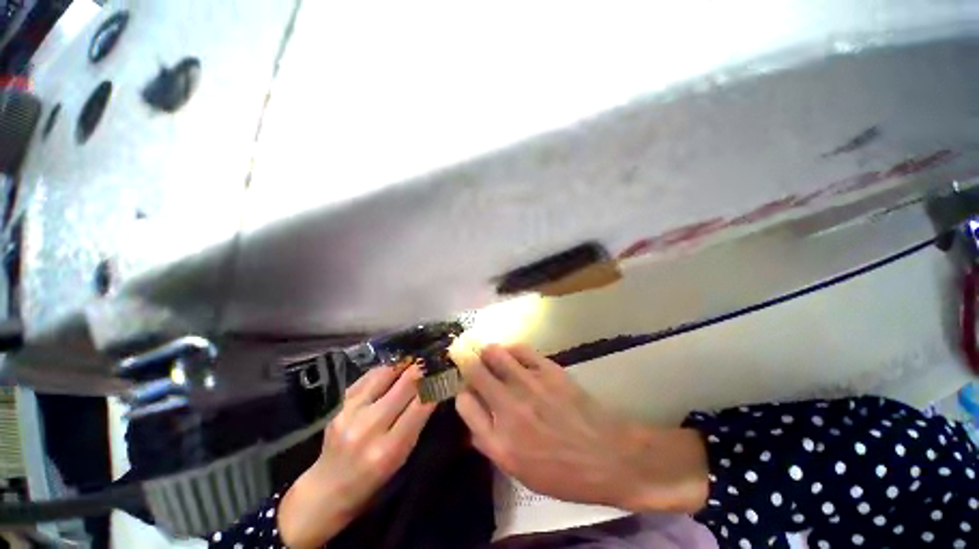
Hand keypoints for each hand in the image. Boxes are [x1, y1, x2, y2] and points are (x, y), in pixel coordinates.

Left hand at [279, 365, 435, 547]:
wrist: (327, 488)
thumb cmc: (372, 481)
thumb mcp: (401, 458)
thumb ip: (417, 422)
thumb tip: (434, 389)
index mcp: (389, 449)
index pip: (422, 404)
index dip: (436, 383)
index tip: (446, 370)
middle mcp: (369, 427)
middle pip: (405, 384)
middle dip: (423, 368)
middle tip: (434, 359)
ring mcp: (350, 412)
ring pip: (387, 373)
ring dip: (405, 364)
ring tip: (416, 359)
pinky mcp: (339, 403)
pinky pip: (369, 376)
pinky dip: (386, 369)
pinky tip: (395, 367)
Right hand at [453, 343, 708, 512]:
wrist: (608, 456)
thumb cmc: (562, 472)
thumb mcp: (519, 472)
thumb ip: (489, 443)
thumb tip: (471, 418)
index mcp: (499, 440)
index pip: (464, 403)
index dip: (460, 392)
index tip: (464, 388)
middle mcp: (509, 408)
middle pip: (474, 371)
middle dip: (463, 359)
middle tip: (460, 353)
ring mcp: (529, 384)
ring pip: (495, 353)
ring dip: (485, 351)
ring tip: (485, 352)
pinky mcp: (548, 370)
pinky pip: (520, 349)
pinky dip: (510, 348)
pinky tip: (510, 353)